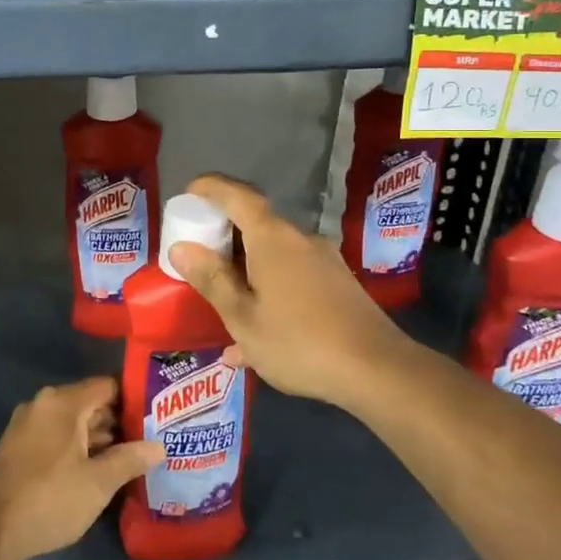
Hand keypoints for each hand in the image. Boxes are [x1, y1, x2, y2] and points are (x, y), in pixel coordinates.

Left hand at [0, 376, 162, 559]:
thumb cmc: (50, 498)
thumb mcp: (98, 482)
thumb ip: (130, 459)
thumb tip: (159, 446)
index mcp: (63, 402)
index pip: (107, 386)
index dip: (134, 399)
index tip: (157, 416)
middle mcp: (43, 404)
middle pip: (90, 403)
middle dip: (118, 421)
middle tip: (149, 440)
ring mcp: (27, 425)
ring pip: (72, 422)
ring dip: (98, 438)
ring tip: (130, 457)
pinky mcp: (18, 447)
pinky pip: (56, 436)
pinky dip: (76, 447)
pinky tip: (96, 470)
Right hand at [167, 174, 420, 411]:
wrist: (377, 370)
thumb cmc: (299, 341)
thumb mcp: (243, 317)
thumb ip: (212, 280)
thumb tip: (182, 248)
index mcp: (272, 239)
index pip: (237, 197)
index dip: (211, 189)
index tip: (190, 191)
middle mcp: (300, 240)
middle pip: (256, 226)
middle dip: (225, 237)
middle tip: (199, 257)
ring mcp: (324, 261)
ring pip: (274, 257)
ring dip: (247, 273)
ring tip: (225, 308)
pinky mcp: (338, 285)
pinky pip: (293, 279)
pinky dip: (270, 294)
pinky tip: (258, 341)